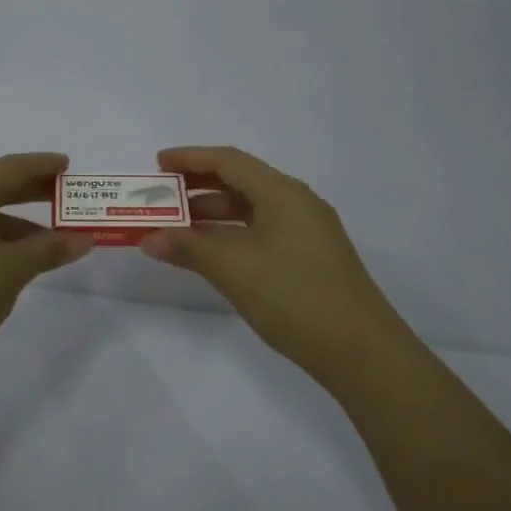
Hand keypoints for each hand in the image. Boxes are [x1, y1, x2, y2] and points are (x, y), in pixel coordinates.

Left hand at [0, 152, 94, 376]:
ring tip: (51, 240)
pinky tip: (15, 261)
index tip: (67, 166)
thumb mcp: (13, 269)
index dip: (41, 165)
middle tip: (65, 197)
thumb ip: (50, 249)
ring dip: (17, 222)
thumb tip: (83, 238)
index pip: (10, 167)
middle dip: (31, 191)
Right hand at [139, 146, 411, 387]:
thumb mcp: (233, 268)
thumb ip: (187, 248)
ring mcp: (307, 232)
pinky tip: (210, 255)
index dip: (190, 158)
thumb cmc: (294, 296)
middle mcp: (297, 204)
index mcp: (282, 193)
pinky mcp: (310, 260)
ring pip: (251, 211)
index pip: (229, 161)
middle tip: (161, 197)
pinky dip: (231, 236)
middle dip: (197, 188)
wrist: (362, 352)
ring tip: (175, 228)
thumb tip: (148, 238)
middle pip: (240, 182)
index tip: (157, 163)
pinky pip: (261, 233)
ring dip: (212, 216)